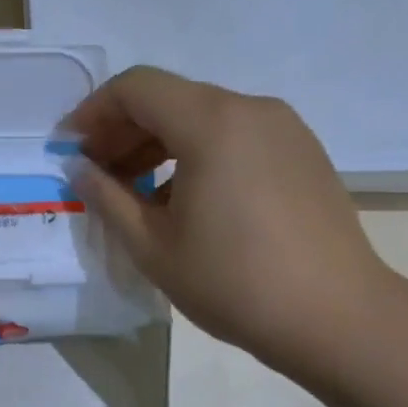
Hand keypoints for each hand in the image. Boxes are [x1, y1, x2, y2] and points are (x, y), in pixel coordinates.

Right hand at [65, 67, 399, 390]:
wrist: (338, 318)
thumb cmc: (235, 283)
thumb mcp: (152, 245)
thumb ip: (107, 197)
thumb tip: (79, 168)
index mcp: (211, 122)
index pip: (136, 88)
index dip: (92, 112)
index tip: (69, 149)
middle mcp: (250, 109)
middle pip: (170, 98)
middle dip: (123, 129)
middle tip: (96, 173)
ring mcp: (283, 128)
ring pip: (203, 116)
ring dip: (158, 143)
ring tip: (135, 191)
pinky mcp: (302, 152)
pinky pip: (234, 135)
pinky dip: (197, 152)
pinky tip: (185, 199)